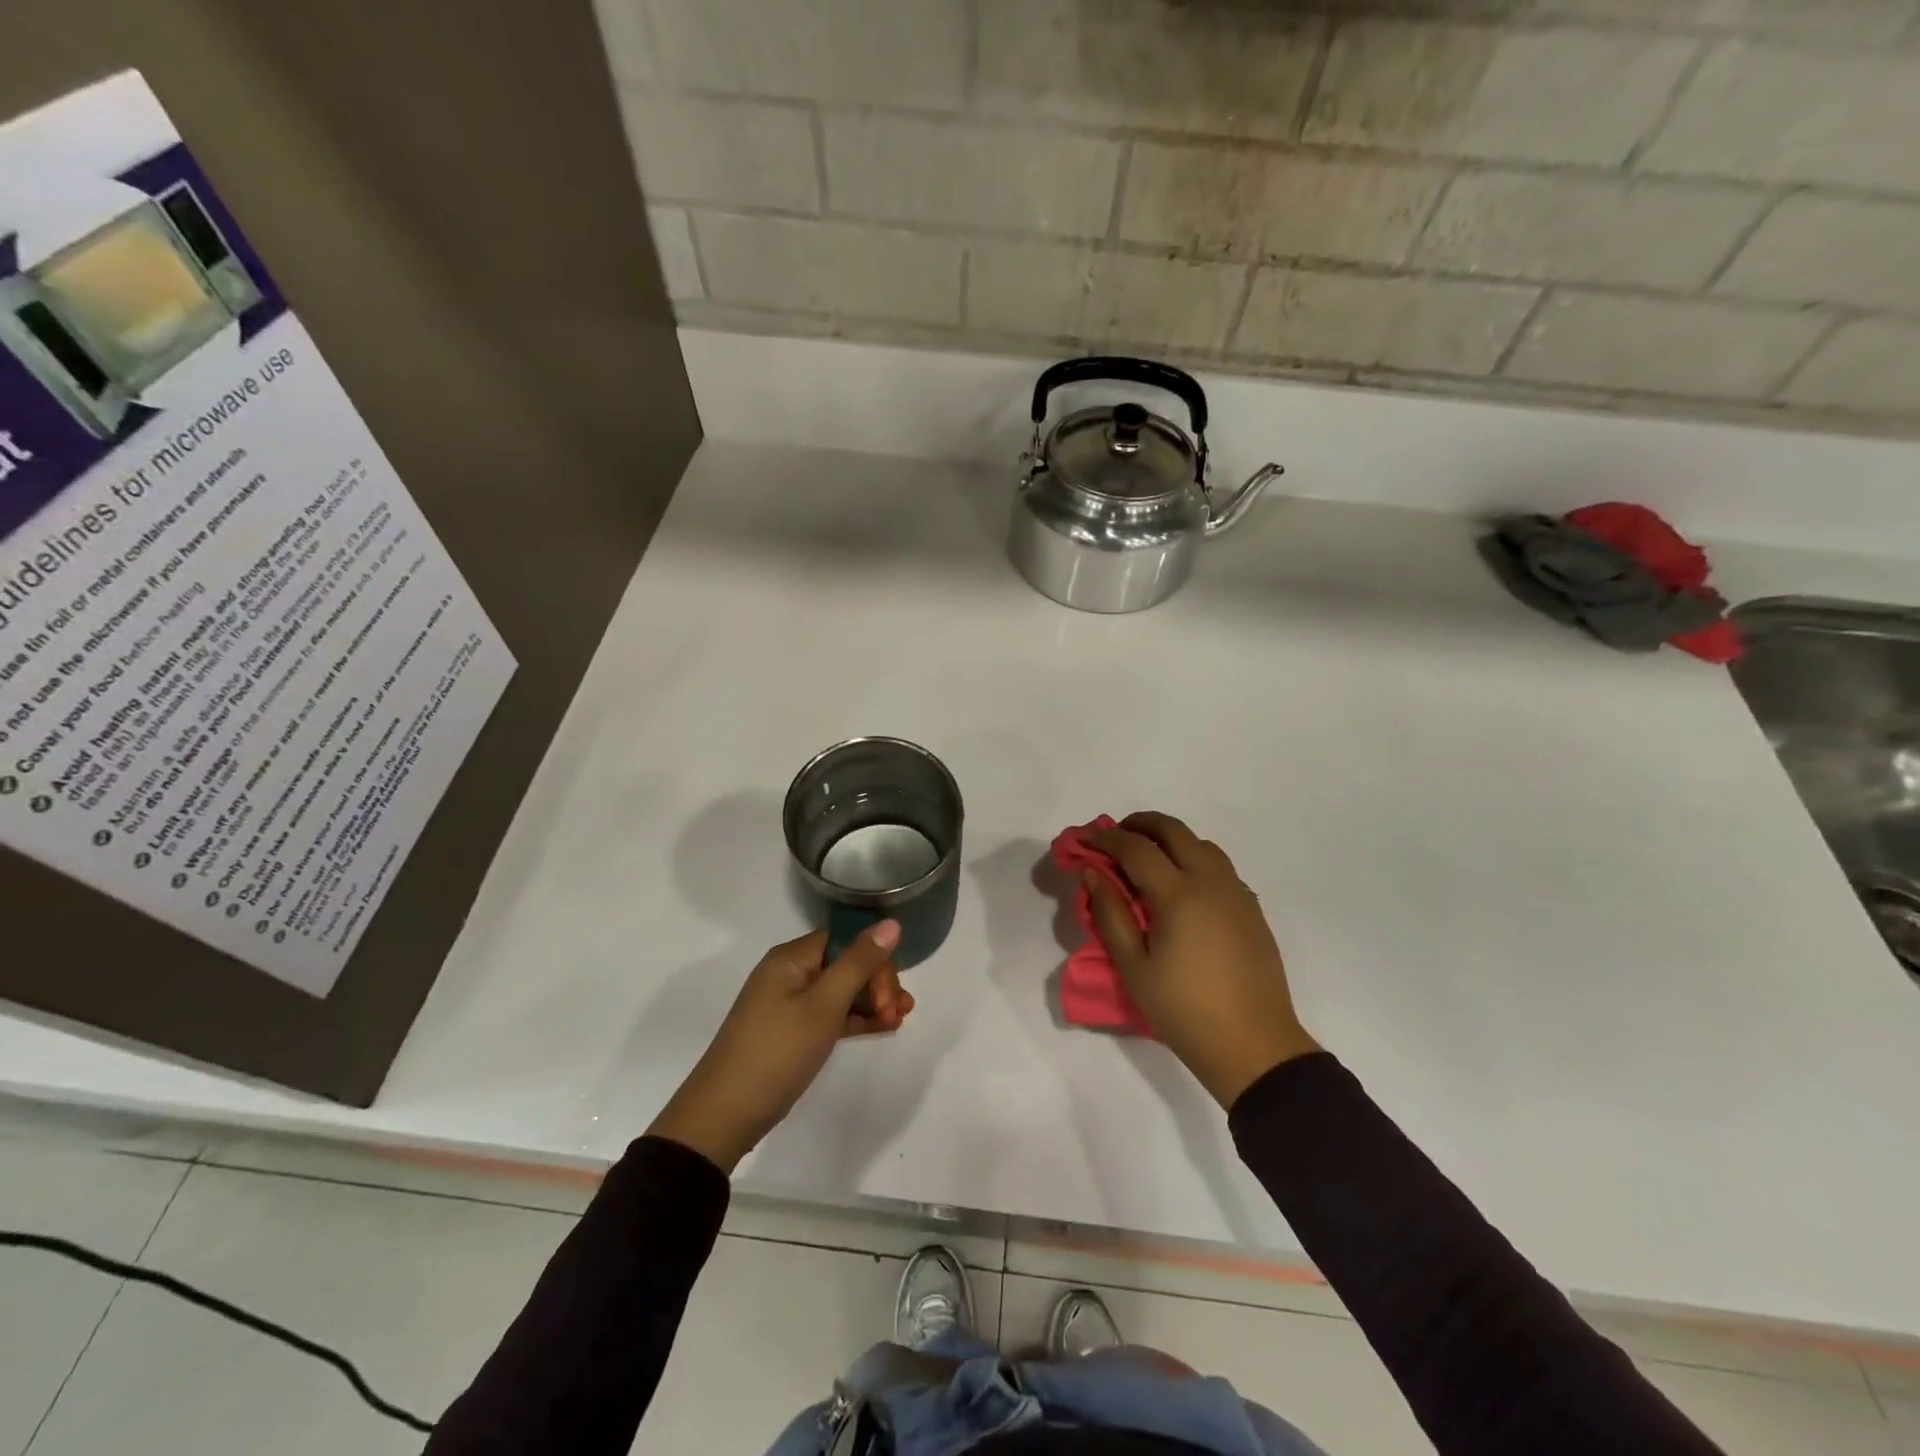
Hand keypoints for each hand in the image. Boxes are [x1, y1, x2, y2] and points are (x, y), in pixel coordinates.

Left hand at [647, 921, 913, 1172]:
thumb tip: (891, 922)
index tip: (892, 992)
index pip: (845, 939)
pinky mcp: (789, 1032)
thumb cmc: (777, 1052)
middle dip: (876, 983)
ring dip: (871, 1001)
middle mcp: (788, 973)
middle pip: (844, 963)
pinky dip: (854, 1019)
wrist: (724, 1116)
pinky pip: (829, 1014)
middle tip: (897, 1014)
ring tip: (899, 1021)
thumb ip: (859, 963)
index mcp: (791, 958)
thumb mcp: (824, 1006)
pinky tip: (881, 1028)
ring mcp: (787, 1004)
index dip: (874, 959)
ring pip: (839, 991)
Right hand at [1088, 812, 1318, 1108]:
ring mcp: (1236, 892)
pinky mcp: (1251, 908)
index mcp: (1179, 895)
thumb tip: (1093, 874)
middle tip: (1115, 835)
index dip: (1107, 839)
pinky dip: (1194, 858)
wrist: (1253, 1046)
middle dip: (1140, 824)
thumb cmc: (1184, 1010)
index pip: (1136, 849)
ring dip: (1170, 838)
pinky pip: (1220, 866)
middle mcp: (1211, 882)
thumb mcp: (1134, 968)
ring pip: (1201, 844)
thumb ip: (1111, 914)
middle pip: (1174, 831)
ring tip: (1146, 856)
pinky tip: (1181, 885)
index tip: (1085, 840)